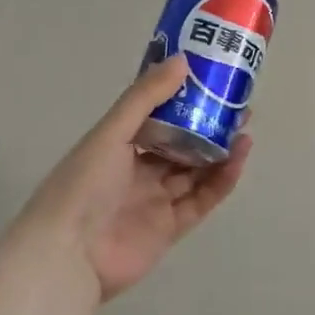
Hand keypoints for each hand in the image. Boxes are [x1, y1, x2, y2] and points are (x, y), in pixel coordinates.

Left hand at [10, 55, 252, 299]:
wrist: (69, 254)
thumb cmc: (84, 184)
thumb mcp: (111, 132)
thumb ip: (145, 97)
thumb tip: (182, 60)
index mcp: (118, 145)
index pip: (156, 117)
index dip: (183, 99)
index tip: (209, 80)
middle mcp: (137, 171)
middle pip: (181, 143)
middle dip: (208, 125)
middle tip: (237, 104)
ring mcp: (155, 200)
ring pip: (195, 171)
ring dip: (220, 150)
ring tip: (245, 127)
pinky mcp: (171, 227)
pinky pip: (202, 199)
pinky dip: (221, 180)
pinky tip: (238, 157)